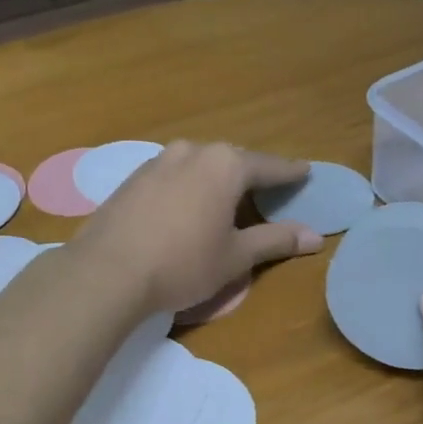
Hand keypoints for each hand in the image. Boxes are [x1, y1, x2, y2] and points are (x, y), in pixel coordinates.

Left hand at [70, 141, 323, 314]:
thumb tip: (315, 236)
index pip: (267, 166)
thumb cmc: (182, 264)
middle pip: (231, 161)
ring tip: (225, 197)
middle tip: (267, 188)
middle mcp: (191, 152)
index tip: (305, 172)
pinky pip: (171, 176)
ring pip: (197, 165)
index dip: (289, 173)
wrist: (107, 272)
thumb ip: (275, 240)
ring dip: (214, 179)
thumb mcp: (235, 257)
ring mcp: (157, 162)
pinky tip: (185, 207)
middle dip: (250, 175)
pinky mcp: (132, 179)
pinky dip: (186, 187)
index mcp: (224, 165)